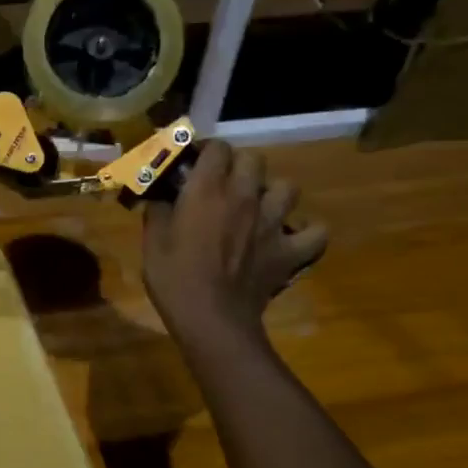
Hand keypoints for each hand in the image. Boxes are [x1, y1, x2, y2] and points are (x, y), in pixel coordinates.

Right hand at [142, 141, 327, 339]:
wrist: (211, 319)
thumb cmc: (174, 278)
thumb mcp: (152, 242)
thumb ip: (157, 212)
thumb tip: (159, 197)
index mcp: (207, 191)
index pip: (217, 148)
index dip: (207, 150)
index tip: (197, 162)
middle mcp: (244, 197)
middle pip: (254, 159)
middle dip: (240, 164)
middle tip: (226, 182)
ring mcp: (273, 223)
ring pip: (288, 188)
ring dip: (274, 192)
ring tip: (261, 205)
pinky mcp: (289, 250)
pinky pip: (316, 233)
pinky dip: (308, 232)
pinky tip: (293, 235)